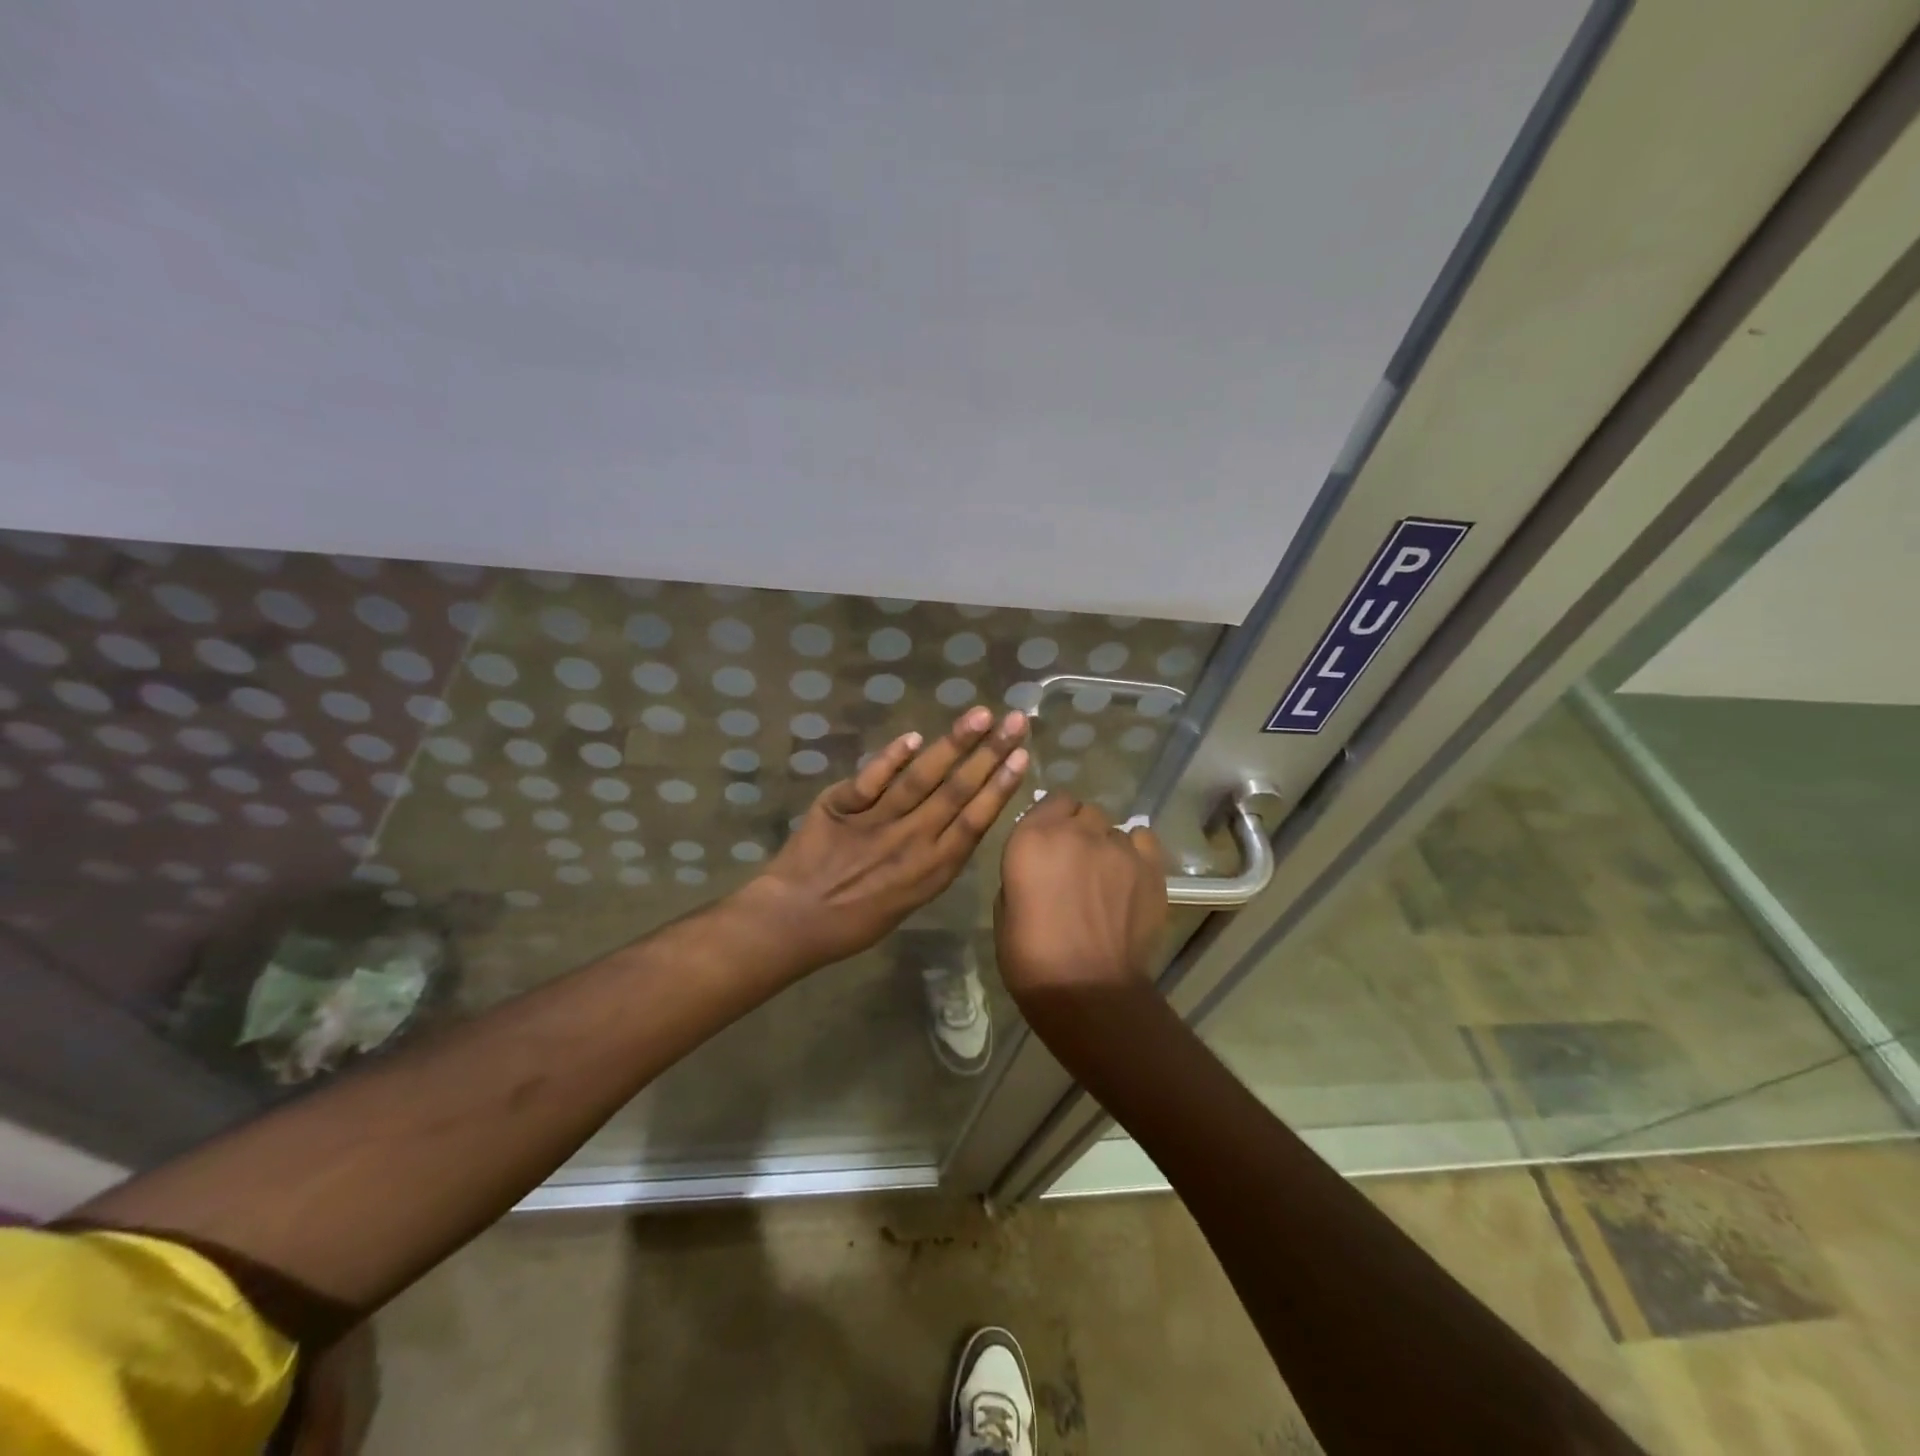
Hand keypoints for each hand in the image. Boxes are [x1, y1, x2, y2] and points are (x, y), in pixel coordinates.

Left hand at [737, 707, 1029, 970]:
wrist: (793, 921)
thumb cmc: (855, 921)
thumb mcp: (910, 901)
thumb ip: (936, 860)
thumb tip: (960, 821)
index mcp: (931, 870)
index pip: (975, 820)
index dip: (1000, 786)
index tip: (1022, 756)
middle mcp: (910, 842)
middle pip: (957, 791)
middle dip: (990, 752)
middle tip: (1014, 720)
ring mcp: (875, 822)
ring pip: (921, 778)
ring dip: (953, 744)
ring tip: (979, 716)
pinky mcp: (841, 807)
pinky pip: (871, 779)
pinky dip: (891, 757)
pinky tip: (913, 737)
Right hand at [995, 792, 1166, 1006]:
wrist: (1088, 991)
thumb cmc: (1031, 958)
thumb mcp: (1005, 909)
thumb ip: (1023, 872)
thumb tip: (1039, 867)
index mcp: (1033, 837)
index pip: (1052, 800)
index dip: (1053, 820)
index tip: (1050, 843)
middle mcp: (1077, 831)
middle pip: (1085, 812)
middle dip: (1080, 831)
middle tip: (1076, 864)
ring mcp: (1118, 846)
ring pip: (1114, 829)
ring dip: (1107, 846)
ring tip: (1106, 879)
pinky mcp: (1150, 866)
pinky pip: (1143, 840)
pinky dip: (1136, 852)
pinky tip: (1130, 876)